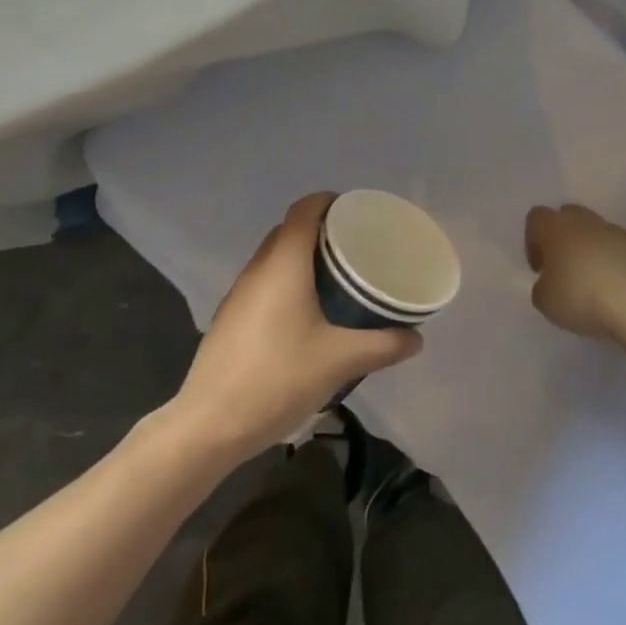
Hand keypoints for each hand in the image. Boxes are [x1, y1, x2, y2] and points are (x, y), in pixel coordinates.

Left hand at [170, 193, 423, 459]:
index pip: (305, 208)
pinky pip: (264, 281)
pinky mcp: (230, 316)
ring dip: (303, 257)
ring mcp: (239, 292)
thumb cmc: (278, 378)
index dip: (331, 201)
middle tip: (357, 249)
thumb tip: (415, 338)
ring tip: (337, 279)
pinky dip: (287, 281)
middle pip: (290, 230)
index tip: (359, 214)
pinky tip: (307, 313)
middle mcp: (258, 267)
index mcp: (284, 262)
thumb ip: (383, 346)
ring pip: (275, 256)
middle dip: (322, 231)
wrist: (210, 422)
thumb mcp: (340, 361)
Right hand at [524, 204, 625, 343]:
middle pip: (568, 216)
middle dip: (563, 238)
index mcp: (555, 227)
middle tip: (563, 270)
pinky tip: (615, 290)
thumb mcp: (544, 301)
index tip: (540, 269)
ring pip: (596, 231)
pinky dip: (614, 263)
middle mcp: (585, 222)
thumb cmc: (581, 297)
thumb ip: (542, 287)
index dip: (532, 241)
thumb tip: (551, 282)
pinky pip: (619, 250)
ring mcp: (617, 233)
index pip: (536, 217)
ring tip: (592, 283)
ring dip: (590, 250)